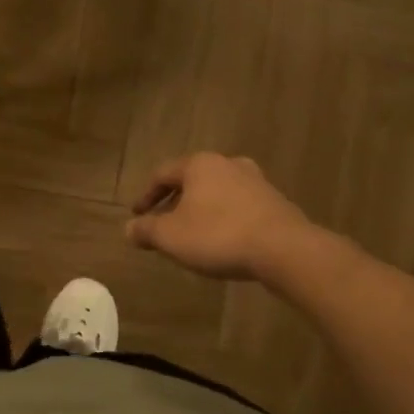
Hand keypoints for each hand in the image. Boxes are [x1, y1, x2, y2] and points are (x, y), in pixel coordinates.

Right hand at [126, 153, 314, 280]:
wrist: (284, 249)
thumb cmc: (218, 236)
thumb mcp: (171, 237)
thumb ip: (146, 230)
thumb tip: (129, 229)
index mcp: (199, 165)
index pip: (162, 174)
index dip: (146, 196)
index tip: (137, 215)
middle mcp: (227, 164)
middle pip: (191, 180)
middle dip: (174, 202)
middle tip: (163, 224)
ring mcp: (255, 181)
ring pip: (216, 192)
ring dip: (200, 210)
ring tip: (192, 234)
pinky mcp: (274, 201)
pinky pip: (238, 206)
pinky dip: (223, 218)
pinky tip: (222, 240)